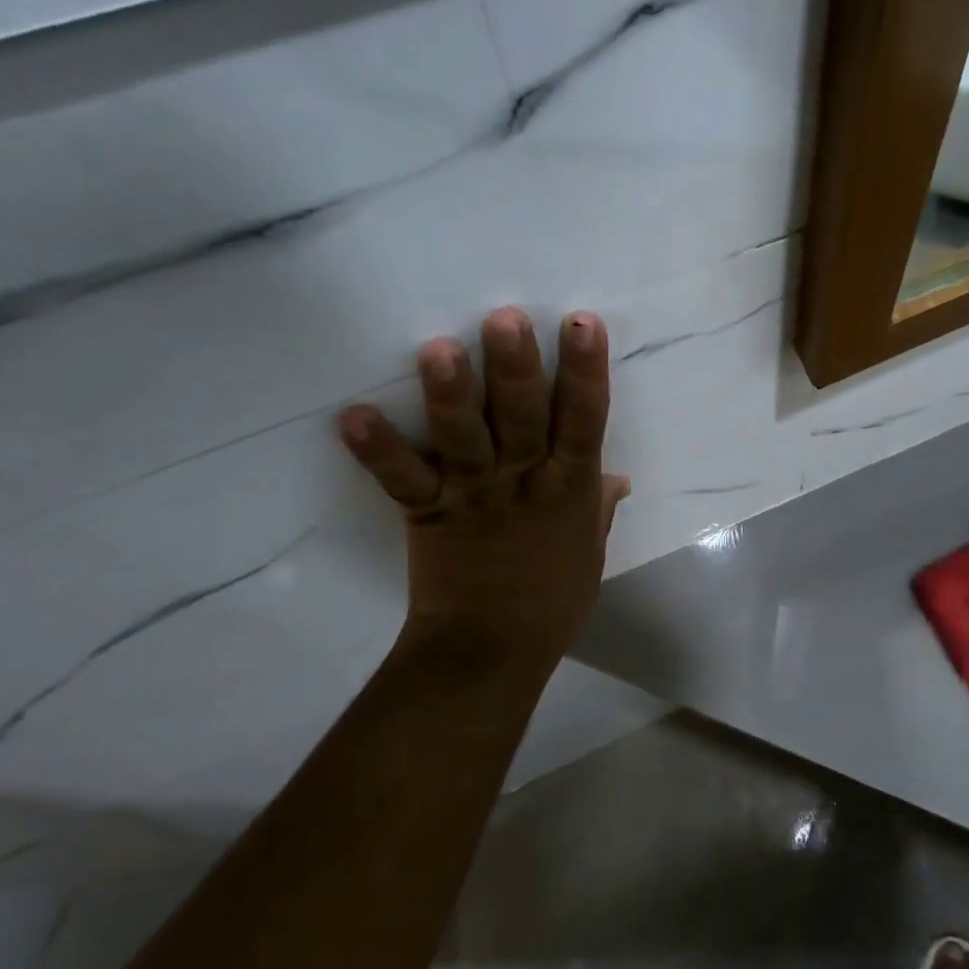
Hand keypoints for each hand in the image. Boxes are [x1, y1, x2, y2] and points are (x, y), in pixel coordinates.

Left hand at [337, 308, 629, 669]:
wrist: (492, 650)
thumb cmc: (552, 599)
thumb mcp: (590, 549)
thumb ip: (597, 505)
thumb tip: (616, 475)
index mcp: (570, 488)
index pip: (583, 421)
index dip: (585, 371)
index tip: (581, 322)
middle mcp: (524, 483)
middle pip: (523, 419)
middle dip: (515, 369)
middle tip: (503, 318)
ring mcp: (474, 496)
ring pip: (464, 440)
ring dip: (450, 397)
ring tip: (437, 349)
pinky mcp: (429, 514)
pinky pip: (402, 480)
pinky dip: (378, 450)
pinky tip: (352, 415)